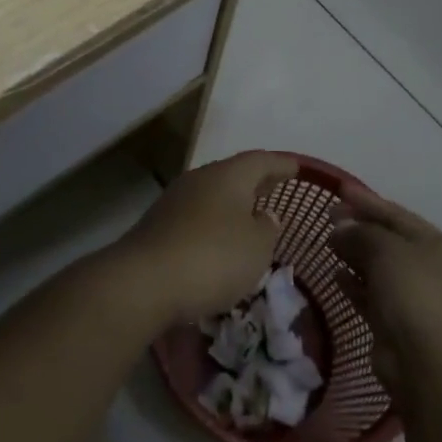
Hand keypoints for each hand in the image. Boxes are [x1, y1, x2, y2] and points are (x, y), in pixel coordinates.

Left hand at [112, 151, 292, 325]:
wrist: (145, 280)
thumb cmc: (213, 257)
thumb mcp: (256, 247)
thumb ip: (267, 227)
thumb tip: (263, 214)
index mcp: (228, 175)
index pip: (260, 161)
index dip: (281, 164)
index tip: (296, 167)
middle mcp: (200, 178)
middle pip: (234, 173)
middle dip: (256, 181)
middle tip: (276, 186)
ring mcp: (176, 199)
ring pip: (213, 194)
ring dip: (233, 202)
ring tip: (251, 215)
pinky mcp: (160, 224)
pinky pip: (197, 215)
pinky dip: (215, 221)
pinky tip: (221, 238)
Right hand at [330, 189, 441, 392]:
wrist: (426, 362)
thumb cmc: (412, 291)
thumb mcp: (385, 248)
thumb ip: (360, 232)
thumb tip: (340, 229)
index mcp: (437, 245)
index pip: (397, 214)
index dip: (366, 201)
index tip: (338, 190)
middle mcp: (430, 269)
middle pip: (388, 240)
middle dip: (358, 228)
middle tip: (327, 218)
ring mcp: (414, 298)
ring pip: (379, 268)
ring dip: (354, 255)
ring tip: (327, 243)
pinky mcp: (397, 323)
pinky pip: (372, 294)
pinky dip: (354, 283)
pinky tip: (335, 276)